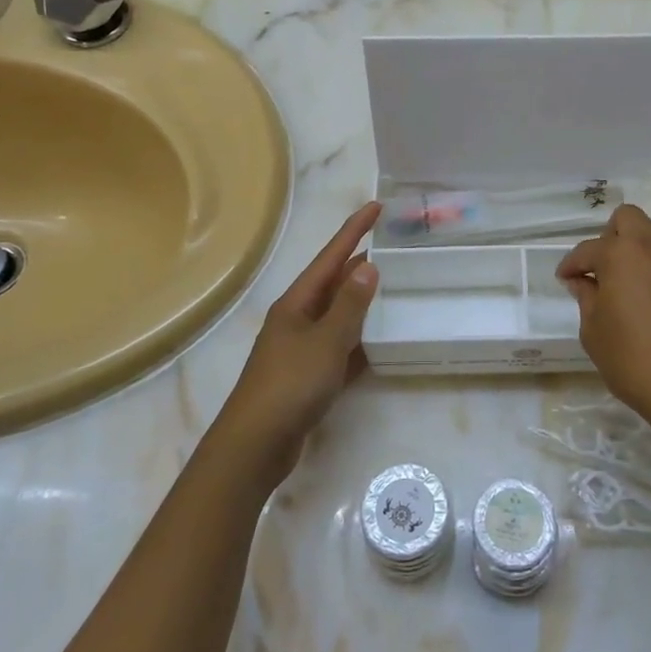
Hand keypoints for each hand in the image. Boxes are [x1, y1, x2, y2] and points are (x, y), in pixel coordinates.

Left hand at [211, 203, 379, 488]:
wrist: (255, 445)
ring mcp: (301, 349)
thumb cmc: (290, 384)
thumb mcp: (327, 340)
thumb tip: (368, 265)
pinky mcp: (308, 377)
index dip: (354, 230)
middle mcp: (297, 319)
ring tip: (393, 288)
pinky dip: (359, 341)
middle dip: (360, 264)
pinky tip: (379, 342)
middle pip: (333, 283)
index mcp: (297, 302)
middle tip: (394, 247)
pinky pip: (339, 348)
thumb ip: (350, 304)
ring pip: (338, 316)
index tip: (377, 206)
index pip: (331, 256)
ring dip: (362, 302)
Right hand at [557, 205, 650, 427]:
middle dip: (609, 237)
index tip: (565, 280)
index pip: (588, 249)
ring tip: (627, 288)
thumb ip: (586, 298)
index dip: (571, 265)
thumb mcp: (594, 333)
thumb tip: (583, 282)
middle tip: (601, 271)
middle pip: (628, 219)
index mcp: (623, 254)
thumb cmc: (635, 361)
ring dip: (637, 253)